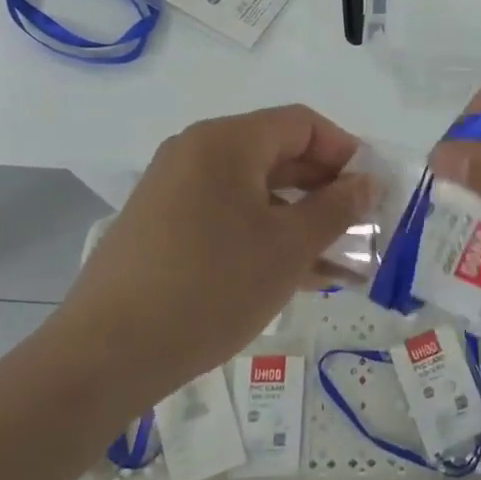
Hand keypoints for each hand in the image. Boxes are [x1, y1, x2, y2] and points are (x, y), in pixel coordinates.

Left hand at [49, 106, 373, 407]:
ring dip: (301, 221)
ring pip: (256, 193)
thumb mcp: (288, 247)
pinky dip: (266, 237)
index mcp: (226, 142)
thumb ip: (336, 208)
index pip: (301, 123)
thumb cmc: (211, 287)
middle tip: (363, 227)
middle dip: (326, 190)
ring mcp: (175, 191)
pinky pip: (229, 217)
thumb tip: (367, 182)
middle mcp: (197, 153)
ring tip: (341, 263)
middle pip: (278, 155)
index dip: (346, 150)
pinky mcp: (164, 228)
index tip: (374, 189)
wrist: (106, 355)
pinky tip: (298, 276)